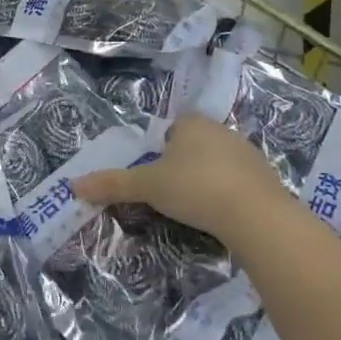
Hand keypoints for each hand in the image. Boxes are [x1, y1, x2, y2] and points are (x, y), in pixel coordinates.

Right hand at [72, 114, 290, 245]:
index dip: (163, 147)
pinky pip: (240, 182)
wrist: (255, 214)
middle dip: (184, 163)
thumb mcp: (147, 187)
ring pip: (219, 163)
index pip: (174, 127)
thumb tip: (73, 185)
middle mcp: (222, 131)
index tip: (156, 171)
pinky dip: (230, 195)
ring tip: (197, 207)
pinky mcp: (267, 179)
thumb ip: (113, 184)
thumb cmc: (194, 188)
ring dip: (208, 179)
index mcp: (192, 124)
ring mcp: (249, 154)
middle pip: (196, 144)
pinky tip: (222, 215)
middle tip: (171, 191)